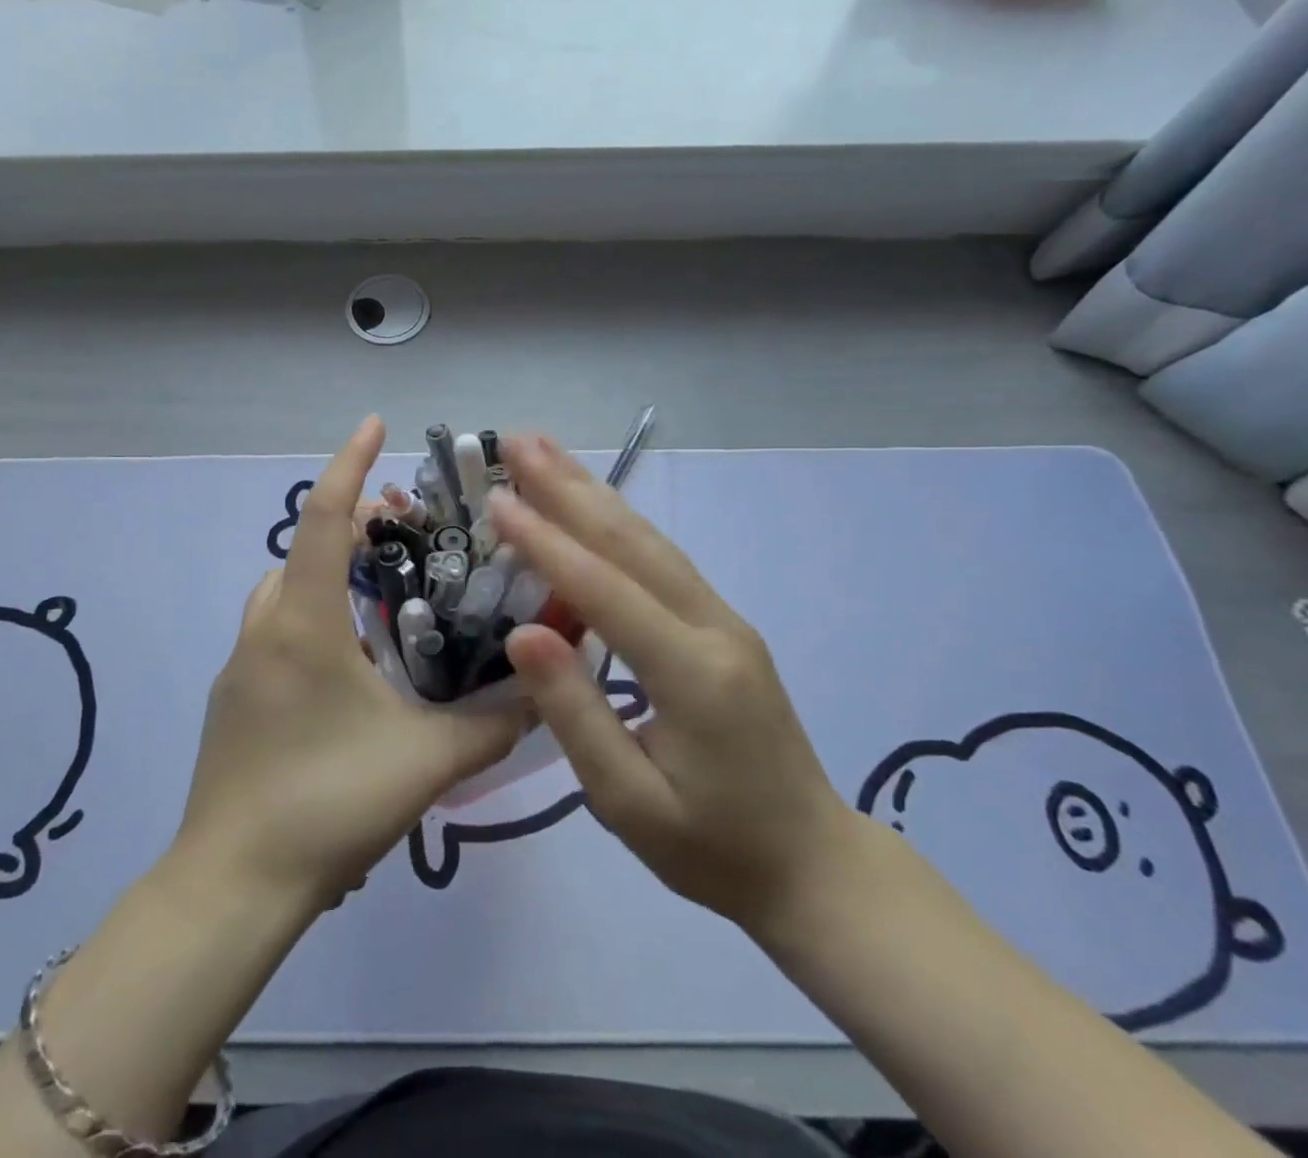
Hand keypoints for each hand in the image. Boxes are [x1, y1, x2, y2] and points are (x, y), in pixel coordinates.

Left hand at [175, 416, 526, 906]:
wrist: (233, 886)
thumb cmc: (326, 803)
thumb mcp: (425, 762)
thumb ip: (492, 725)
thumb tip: (542, 692)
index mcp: (303, 622)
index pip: (324, 519)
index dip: (350, 464)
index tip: (376, 424)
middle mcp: (265, 629)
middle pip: (304, 549)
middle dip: (350, 526)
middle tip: (402, 534)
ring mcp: (242, 666)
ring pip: (285, 591)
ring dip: (327, 574)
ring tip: (382, 598)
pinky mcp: (235, 700)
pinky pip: (276, 632)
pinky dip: (312, 618)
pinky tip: (352, 666)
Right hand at [491, 434, 859, 936]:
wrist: (812, 865)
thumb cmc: (712, 848)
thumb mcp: (627, 802)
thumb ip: (575, 714)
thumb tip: (523, 632)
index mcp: (692, 674)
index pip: (606, 589)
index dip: (546, 542)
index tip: (496, 499)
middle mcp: (714, 627)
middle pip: (633, 543)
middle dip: (570, 487)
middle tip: (517, 442)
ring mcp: (724, 620)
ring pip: (650, 542)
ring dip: (594, 492)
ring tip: (546, 452)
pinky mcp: (722, 625)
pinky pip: (662, 561)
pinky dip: (618, 524)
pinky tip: (592, 504)